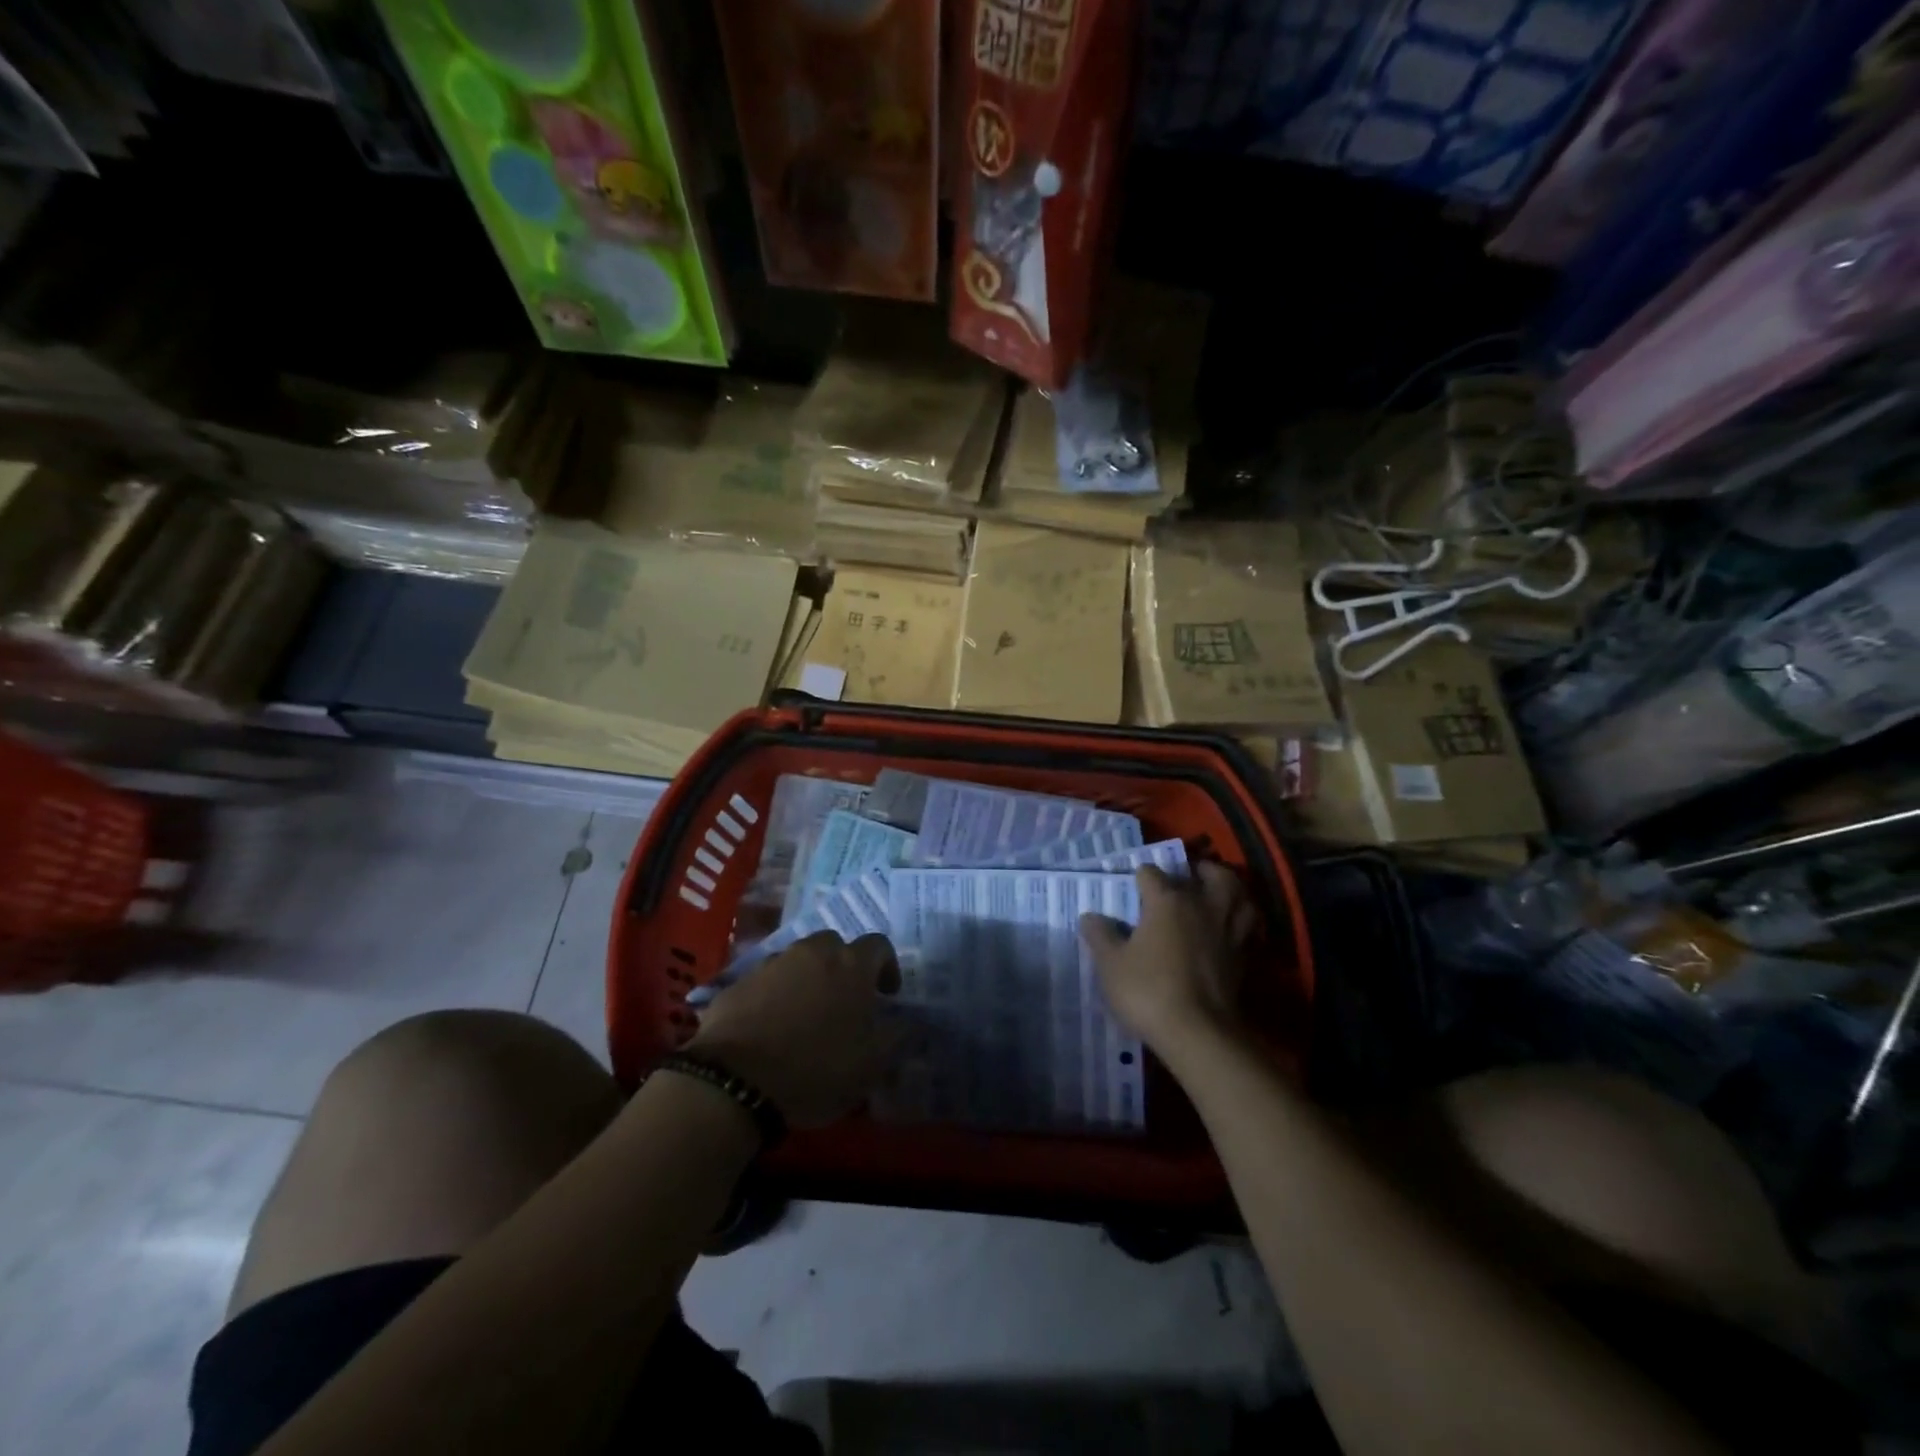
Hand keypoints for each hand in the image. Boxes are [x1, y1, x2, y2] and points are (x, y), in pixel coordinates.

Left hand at [687, 932, 899, 1127]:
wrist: (736, 1080)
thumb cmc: (817, 1068)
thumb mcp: (872, 1063)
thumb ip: (898, 1036)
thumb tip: (913, 1022)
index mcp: (851, 964)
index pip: (879, 945)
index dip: (887, 967)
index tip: (887, 995)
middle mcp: (812, 952)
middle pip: (835, 946)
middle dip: (844, 968)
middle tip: (845, 1002)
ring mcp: (772, 963)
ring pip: (799, 960)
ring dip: (808, 978)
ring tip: (805, 1016)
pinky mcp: (739, 982)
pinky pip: (767, 981)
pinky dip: (775, 995)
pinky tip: (771, 1027)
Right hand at [1079, 864, 1256, 1059]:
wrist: (1198, 1033)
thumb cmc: (1148, 990)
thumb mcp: (1110, 964)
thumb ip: (1100, 935)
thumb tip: (1090, 916)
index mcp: (1168, 901)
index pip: (1151, 874)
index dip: (1139, 876)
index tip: (1132, 885)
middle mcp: (1202, 906)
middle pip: (1211, 874)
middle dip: (1199, 869)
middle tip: (1189, 874)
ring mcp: (1228, 931)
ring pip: (1240, 896)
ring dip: (1230, 889)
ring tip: (1218, 893)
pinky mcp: (1244, 957)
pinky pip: (1249, 926)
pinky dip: (1242, 920)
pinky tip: (1230, 927)